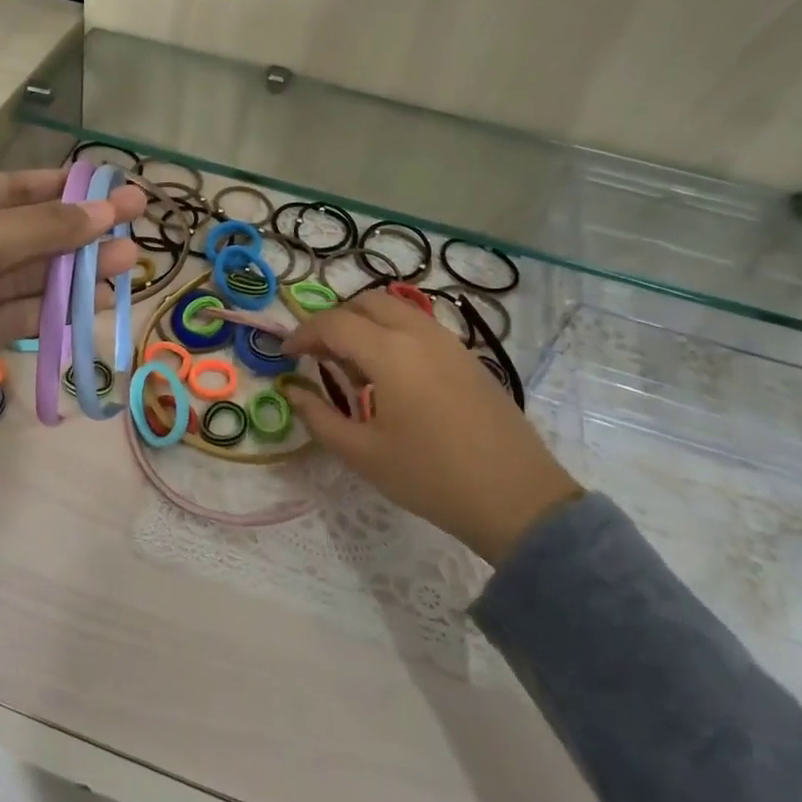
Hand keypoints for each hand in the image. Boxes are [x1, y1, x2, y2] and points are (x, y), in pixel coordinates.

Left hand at [0, 168, 145, 490]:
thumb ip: (39, 230)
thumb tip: (105, 210)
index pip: (15, 188)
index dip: (68, 188)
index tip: (119, 188)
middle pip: (30, 232)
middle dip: (82, 230)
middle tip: (140, 224)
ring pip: (32, 276)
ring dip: (79, 271)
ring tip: (131, 264)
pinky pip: (24, 314)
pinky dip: (60, 309)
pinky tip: (100, 301)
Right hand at [281, 291, 582, 563]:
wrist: (517, 499)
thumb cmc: (430, 477)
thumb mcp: (363, 454)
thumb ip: (320, 418)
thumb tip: (294, 392)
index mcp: (391, 353)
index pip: (334, 324)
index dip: (303, 334)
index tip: (284, 353)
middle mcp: (420, 334)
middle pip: (367, 303)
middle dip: (335, 320)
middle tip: (317, 354)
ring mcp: (450, 343)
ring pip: (397, 311)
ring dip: (366, 324)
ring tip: (352, 366)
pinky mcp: (469, 358)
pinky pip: (420, 328)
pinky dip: (393, 334)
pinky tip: (391, 377)